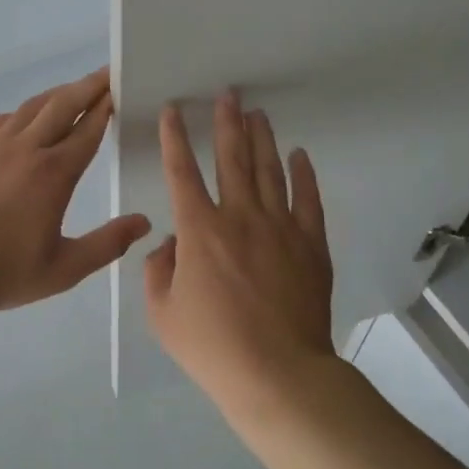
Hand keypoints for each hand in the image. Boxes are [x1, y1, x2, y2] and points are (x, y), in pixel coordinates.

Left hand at [0, 67, 151, 315]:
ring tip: (71, 91)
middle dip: (88, 86)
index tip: (118, 90)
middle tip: (105, 74)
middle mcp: (26, 148)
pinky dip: (23, 113)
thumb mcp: (64, 269)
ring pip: (31, 107)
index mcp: (54, 173)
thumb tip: (143, 222)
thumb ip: (107, 244)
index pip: (88, 129)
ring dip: (56, 95)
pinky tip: (24, 120)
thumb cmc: (2, 272)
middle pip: (63, 104)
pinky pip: (2, 120)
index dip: (106, 107)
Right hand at [145, 90, 336, 416]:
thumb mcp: (162, 314)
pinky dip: (304, 174)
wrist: (278, 374)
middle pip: (232, 158)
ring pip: (269, 170)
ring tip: (257, 113)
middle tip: (227, 94)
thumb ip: (157, 271)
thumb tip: (172, 244)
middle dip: (226, 122)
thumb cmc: (213, 347)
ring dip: (262, 138)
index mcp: (199, 230)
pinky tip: (300, 155)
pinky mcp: (310, 245)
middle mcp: (239, 217)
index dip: (175, 137)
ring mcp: (279, 228)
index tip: (175, 110)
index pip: (182, 171)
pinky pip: (308, 200)